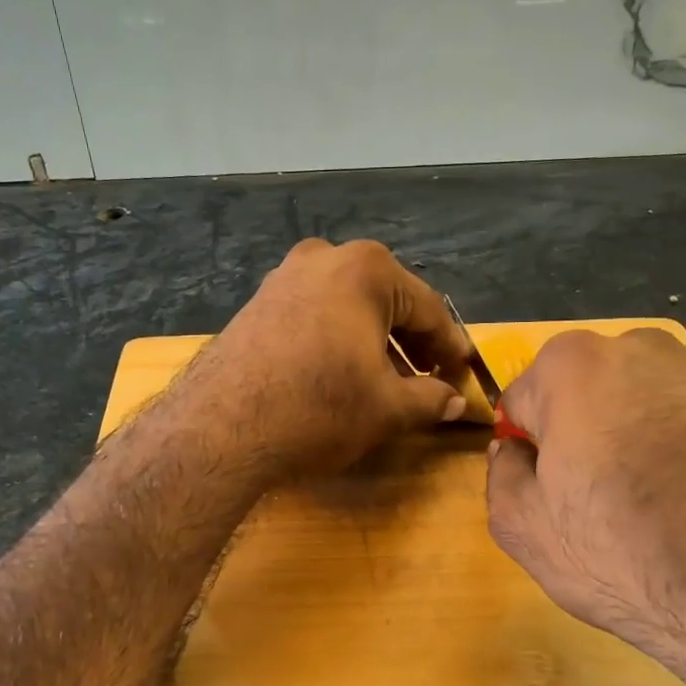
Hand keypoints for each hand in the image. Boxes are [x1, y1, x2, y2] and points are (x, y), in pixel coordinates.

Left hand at [181, 239, 471, 478]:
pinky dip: (336, 340)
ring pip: (347, 308)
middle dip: (411, 342)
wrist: (221, 427)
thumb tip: (456, 402)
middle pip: (386, 301)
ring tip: (388, 381)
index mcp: (366, 270)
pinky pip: (313, 316)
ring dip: (373, 342)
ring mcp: (283, 278)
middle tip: (432, 378)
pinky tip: (340, 374)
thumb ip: (430, 399)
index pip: (428, 308)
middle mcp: (324, 258)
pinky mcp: (255, 304)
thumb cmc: (319, 408)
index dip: (450, 346)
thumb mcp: (387, 408)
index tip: (464, 373)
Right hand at [485, 329, 685, 685]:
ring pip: (642, 400)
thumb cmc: (619, 553)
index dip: (528, 446)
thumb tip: (514, 451)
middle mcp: (642, 348)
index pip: (523, 400)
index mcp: (572, 365)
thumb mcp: (522, 527)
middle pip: (585, 390)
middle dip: (581, 429)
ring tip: (652, 499)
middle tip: (594, 493)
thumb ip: (501, 473)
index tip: (546, 487)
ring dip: (634, 433)